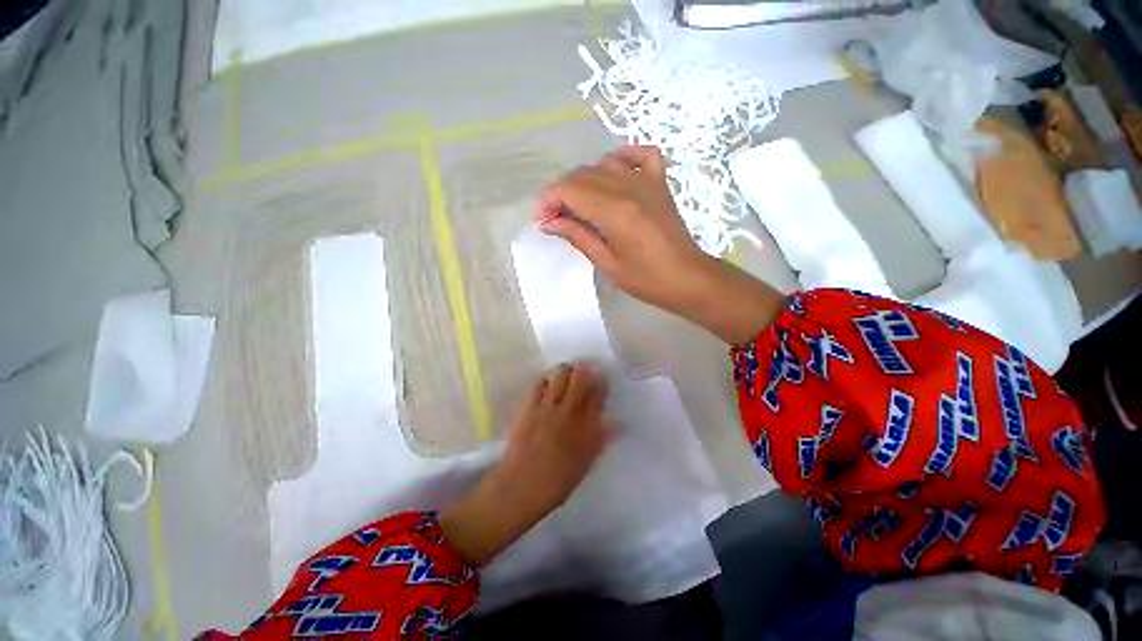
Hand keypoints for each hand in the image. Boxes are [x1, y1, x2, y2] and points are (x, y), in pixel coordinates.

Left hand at [439, 362, 609, 565]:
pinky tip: (546, 384)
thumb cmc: (558, 481)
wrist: (522, 486)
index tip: (601, 378)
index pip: (598, 394)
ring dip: (566, 370)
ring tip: (567, 373)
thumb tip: (619, 424)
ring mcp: (548, 405)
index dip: (601, 382)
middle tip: (584, 369)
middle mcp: (570, 410)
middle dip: (584, 369)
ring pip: (561, 375)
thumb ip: (602, 439)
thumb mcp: (587, 462)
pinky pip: (539, 383)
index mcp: (587, 425)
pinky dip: (545, 380)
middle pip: (581, 377)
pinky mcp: (529, 405)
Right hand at [536, 145, 710, 314]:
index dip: (549, 201)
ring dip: (585, 181)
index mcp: (614, 211)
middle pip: (582, 175)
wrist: (687, 278)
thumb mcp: (606, 263)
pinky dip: (623, 157)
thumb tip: (548, 222)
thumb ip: (577, 236)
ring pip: (604, 163)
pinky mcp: (659, 183)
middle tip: (557, 219)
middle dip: (561, 194)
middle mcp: (629, 188)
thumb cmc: (646, 279)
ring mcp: (647, 181)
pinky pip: (641, 155)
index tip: (542, 221)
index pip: (569, 189)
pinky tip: (613, 172)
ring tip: (581, 205)